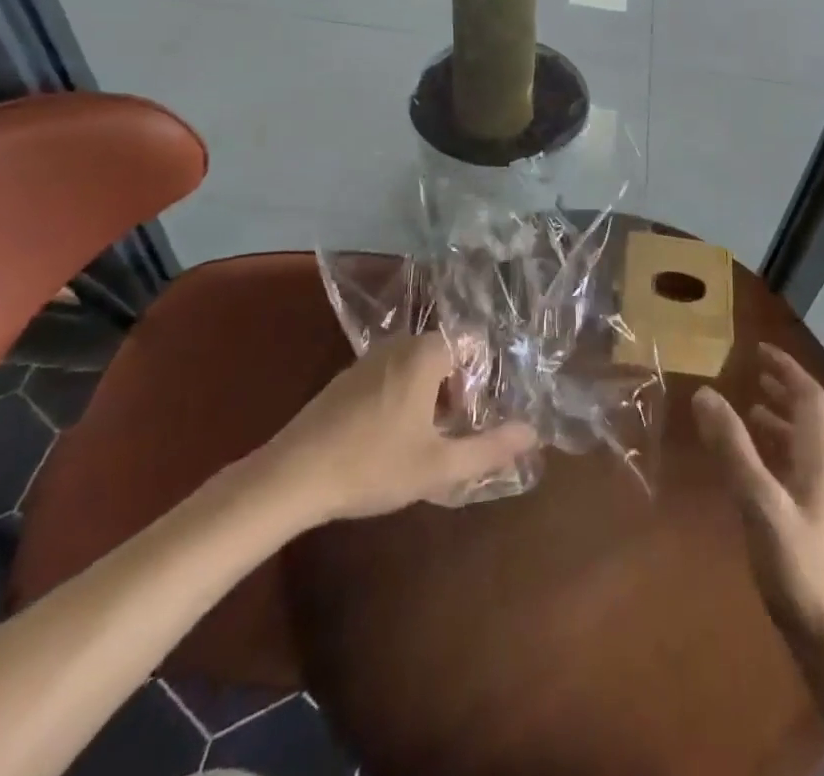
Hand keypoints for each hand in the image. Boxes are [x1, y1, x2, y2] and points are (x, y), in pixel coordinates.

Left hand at [250, 333, 537, 524]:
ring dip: (429, 398)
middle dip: (457, 392)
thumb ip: (489, 448)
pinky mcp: (346, 380)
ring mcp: (368, 360)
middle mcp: (398, 345)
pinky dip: (402, 399)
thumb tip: (533, 432)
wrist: (290, 477)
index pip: (472, 345)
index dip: (482, 380)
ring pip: (417, 368)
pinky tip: (390, 441)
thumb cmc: (372, 465)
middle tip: (455, 434)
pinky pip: (391, 377)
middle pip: (445, 356)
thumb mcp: (438, 465)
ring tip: (426, 442)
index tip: (477, 417)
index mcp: (424, 354)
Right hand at [694, 344, 823, 648]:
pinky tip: (757, 472)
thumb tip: (705, 393)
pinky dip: (778, 455)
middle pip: (810, 418)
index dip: (786, 368)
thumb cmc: (804, 571)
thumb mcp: (760, 504)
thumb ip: (733, 449)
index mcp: (822, 458)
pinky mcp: (821, 529)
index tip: (758, 349)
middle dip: (783, 390)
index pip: (809, 396)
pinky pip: (800, 472)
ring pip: (806, 446)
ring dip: (781, 422)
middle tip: (753, 374)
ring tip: (751, 413)